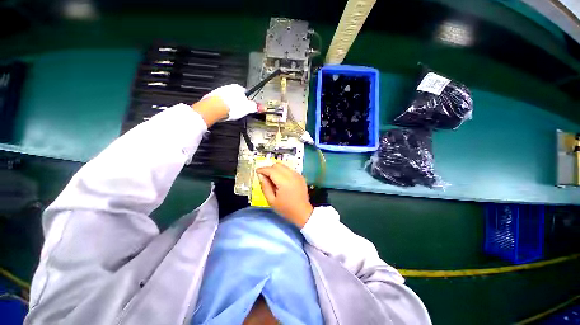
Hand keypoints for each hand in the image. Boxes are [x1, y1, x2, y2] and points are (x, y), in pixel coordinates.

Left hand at [202, 84, 257, 120]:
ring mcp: (219, 92)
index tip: (250, 107)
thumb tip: (262, 107)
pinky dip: (224, 108)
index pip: (246, 93)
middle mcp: (228, 87)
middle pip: (237, 96)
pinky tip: (225, 114)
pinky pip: (221, 104)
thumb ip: (255, 107)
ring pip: (228, 100)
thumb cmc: (231, 107)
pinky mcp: (212, 99)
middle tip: (242, 112)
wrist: (214, 109)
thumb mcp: (248, 108)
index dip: (249, 101)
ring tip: (233, 114)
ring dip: (231, 106)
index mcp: (238, 88)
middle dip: (239, 103)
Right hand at [256, 163, 312, 227]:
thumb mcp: (271, 200)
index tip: (257, 171)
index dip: (263, 169)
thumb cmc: (285, 209)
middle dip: (269, 169)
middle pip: (277, 165)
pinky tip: (282, 181)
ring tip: (274, 180)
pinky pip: (289, 170)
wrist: (302, 212)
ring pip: (283, 166)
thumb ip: (265, 187)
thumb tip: (261, 176)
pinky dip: (283, 172)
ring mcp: (297, 175)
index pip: (271, 170)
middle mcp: (292, 175)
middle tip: (265, 177)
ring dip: (276, 170)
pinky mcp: (301, 176)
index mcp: (284, 182)